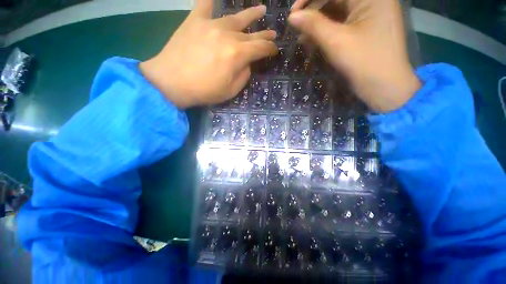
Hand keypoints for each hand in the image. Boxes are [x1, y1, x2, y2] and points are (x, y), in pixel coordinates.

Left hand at [140, 1, 277, 108]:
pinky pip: (205, 4)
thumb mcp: (231, 91)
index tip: (275, 50)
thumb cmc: (204, 91)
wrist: (171, 82)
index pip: (261, 48)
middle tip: (273, 33)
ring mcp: (211, 24)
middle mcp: (227, 35)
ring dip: (251, 14)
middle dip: (264, 35)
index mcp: (237, 54)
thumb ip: (243, 75)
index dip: (270, 49)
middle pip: (251, 33)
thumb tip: (246, 64)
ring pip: (236, 17)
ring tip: (261, 10)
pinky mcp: (195, 20)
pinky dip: (211, 0)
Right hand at [290, 0, 420, 112]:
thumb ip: (313, 26)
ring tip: (302, 36)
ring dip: (318, 22)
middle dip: (314, 9)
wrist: (385, 87)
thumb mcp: (336, 43)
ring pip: (337, 10)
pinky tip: (313, 39)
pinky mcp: (365, 27)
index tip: (293, 13)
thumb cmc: (364, 63)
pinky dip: (326, 30)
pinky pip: (342, 22)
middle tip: (296, 25)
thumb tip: (292, 17)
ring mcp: (370, 13)